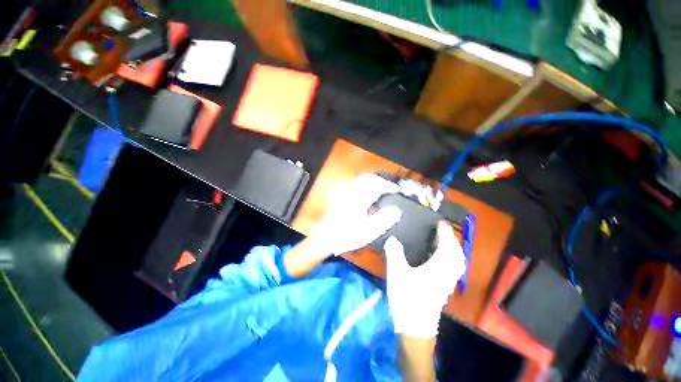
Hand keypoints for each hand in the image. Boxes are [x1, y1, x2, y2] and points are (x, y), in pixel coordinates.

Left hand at [310, 173, 401, 255]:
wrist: (326, 237)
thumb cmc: (347, 235)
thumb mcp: (368, 231)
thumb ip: (383, 219)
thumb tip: (396, 210)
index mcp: (360, 199)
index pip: (377, 185)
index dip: (389, 186)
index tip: (397, 190)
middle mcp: (352, 192)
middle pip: (368, 178)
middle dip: (381, 180)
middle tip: (390, 188)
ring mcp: (346, 193)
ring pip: (361, 179)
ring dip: (373, 181)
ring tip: (381, 189)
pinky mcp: (342, 196)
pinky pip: (356, 184)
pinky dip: (365, 184)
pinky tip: (368, 194)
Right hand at [385, 221, 465, 337]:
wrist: (414, 328)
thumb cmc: (407, 298)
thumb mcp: (397, 273)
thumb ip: (394, 253)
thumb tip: (392, 239)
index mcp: (438, 268)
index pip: (447, 247)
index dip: (445, 234)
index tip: (440, 223)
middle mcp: (446, 275)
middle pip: (457, 255)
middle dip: (452, 241)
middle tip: (443, 232)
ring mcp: (446, 284)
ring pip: (455, 263)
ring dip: (451, 250)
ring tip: (441, 242)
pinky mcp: (442, 290)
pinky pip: (451, 269)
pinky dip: (448, 260)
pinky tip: (435, 259)